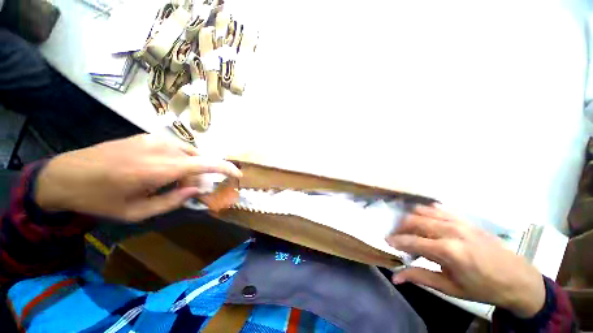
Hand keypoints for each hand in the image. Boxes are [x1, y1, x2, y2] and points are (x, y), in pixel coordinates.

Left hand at [35, 134, 241, 221]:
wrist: (65, 175)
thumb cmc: (100, 199)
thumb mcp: (137, 212)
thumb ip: (173, 201)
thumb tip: (199, 189)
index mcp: (160, 168)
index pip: (206, 164)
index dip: (226, 168)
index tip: (238, 174)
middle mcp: (162, 148)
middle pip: (199, 160)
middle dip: (202, 175)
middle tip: (191, 190)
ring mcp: (154, 139)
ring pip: (188, 153)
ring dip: (189, 168)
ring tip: (172, 182)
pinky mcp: (147, 137)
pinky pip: (175, 148)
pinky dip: (179, 160)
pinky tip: (161, 171)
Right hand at [386, 205, 545, 317]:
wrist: (518, 279)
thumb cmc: (483, 288)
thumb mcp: (450, 288)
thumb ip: (420, 278)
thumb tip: (395, 276)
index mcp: (448, 250)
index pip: (411, 241)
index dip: (396, 240)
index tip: (386, 241)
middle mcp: (450, 231)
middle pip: (414, 221)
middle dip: (400, 227)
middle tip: (396, 236)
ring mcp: (458, 222)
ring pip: (423, 211)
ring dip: (411, 218)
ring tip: (408, 228)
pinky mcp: (465, 219)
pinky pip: (439, 209)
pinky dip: (426, 211)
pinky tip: (424, 219)